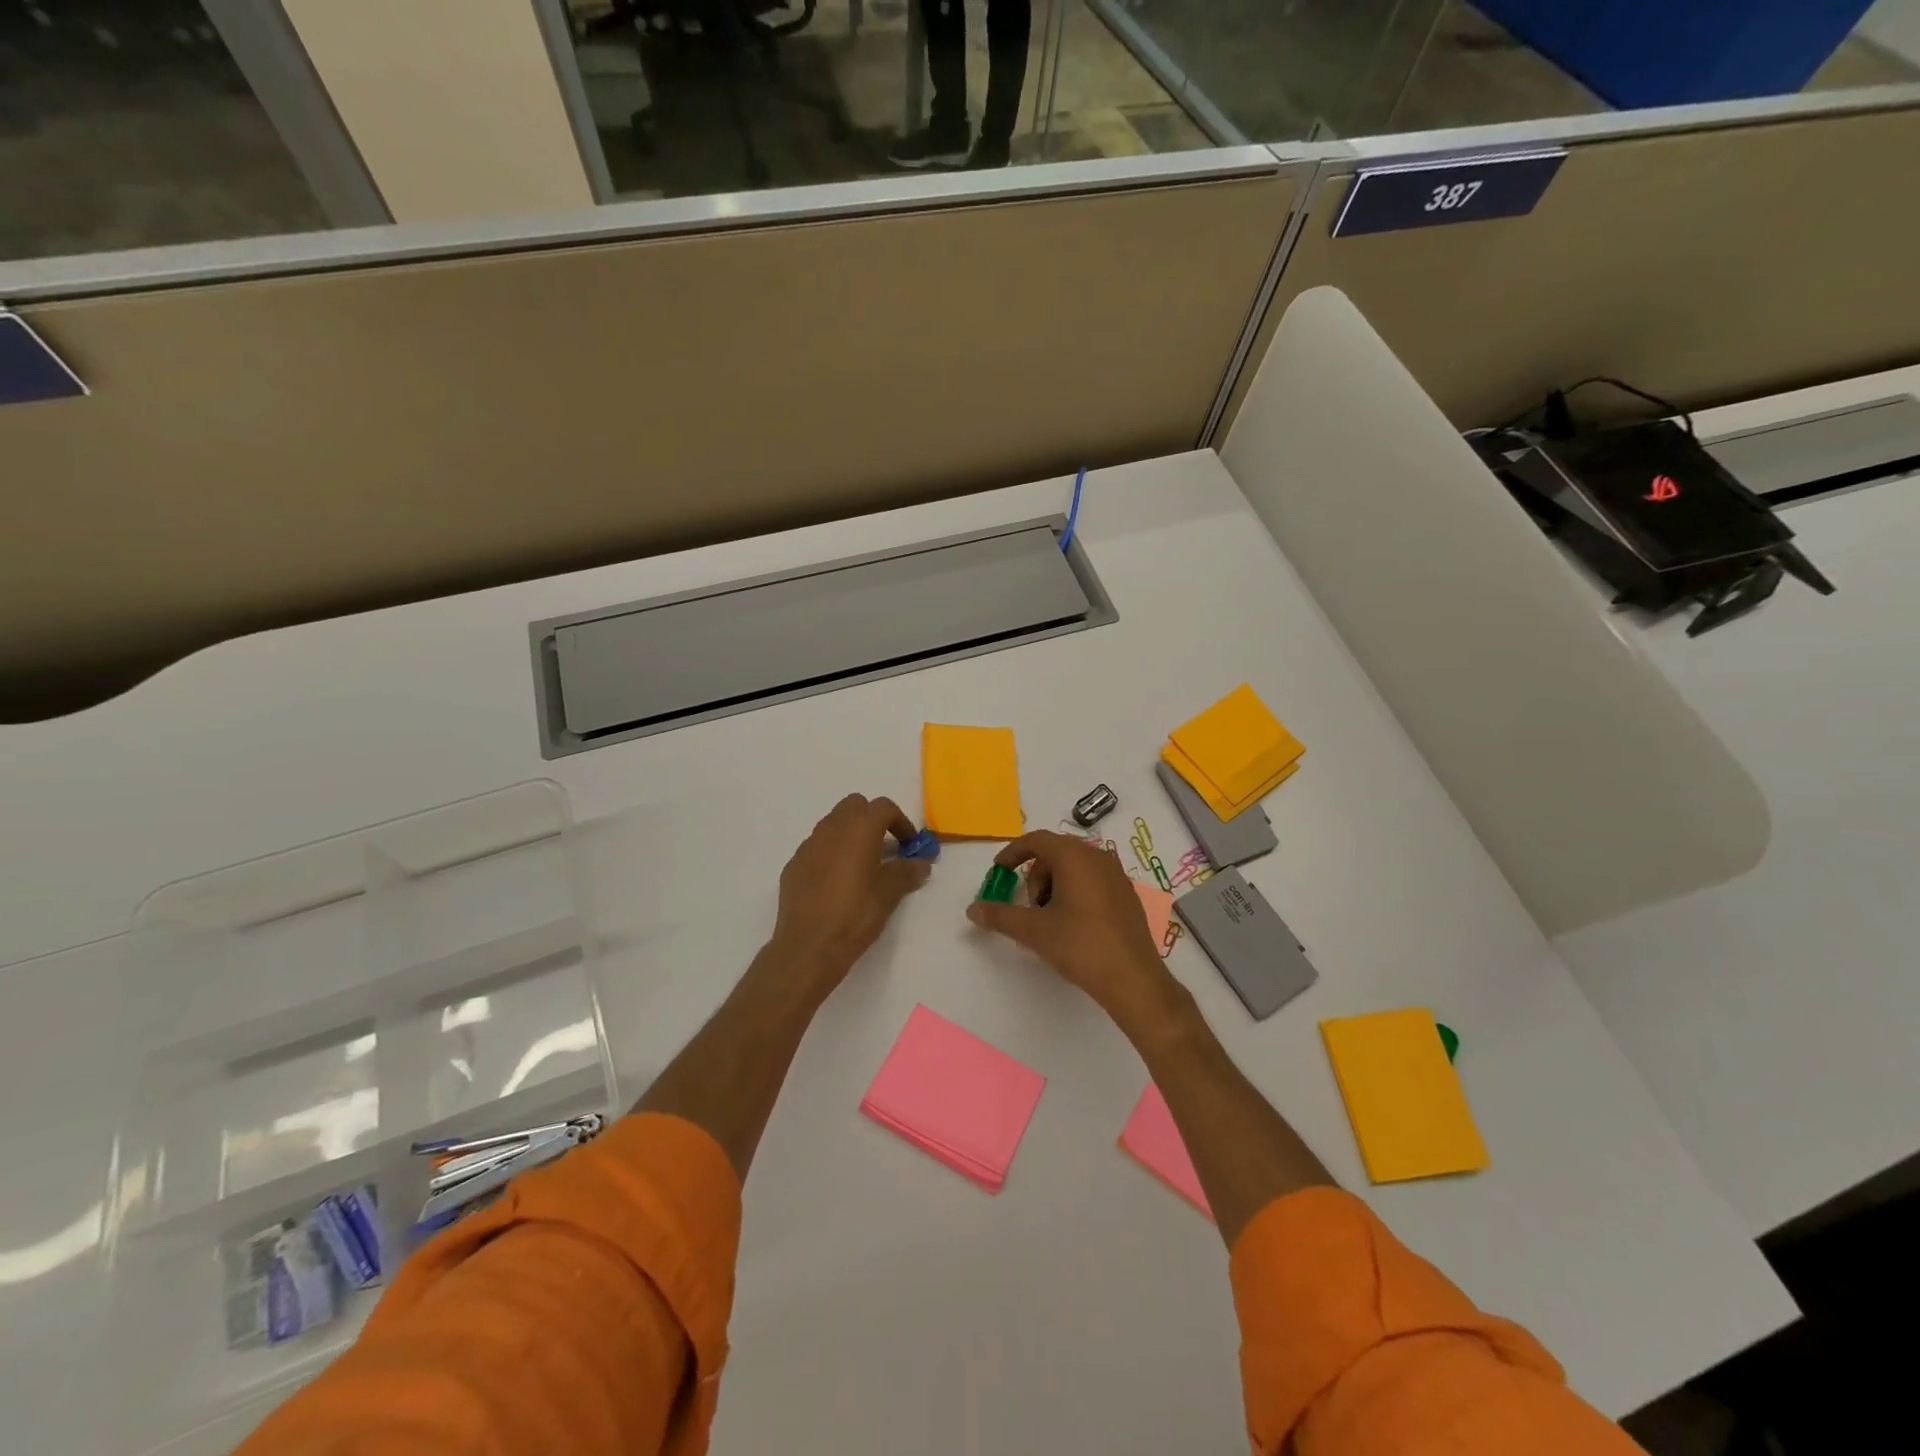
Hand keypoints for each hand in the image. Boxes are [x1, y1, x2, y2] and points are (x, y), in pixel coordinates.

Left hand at [769, 794, 931, 997]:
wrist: (808, 947)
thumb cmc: (855, 915)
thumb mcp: (889, 894)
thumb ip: (907, 872)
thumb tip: (921, 863)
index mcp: (858, 829)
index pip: (883, 807)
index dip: (901, 822)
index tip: (909, 845)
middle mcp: (830, 829)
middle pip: (854, 806)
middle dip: (872, 820)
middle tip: (886, 847)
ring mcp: (808, 846)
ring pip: (833, 824)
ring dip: (851, 835)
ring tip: (862, 866)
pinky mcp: (793, 865)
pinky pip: (817, 847)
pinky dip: (831, 853)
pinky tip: (837, 883)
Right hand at [966, 831, 1180, 1027]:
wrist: (1133, 978)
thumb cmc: (1080, 946)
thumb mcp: (1034, 931)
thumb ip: (1000, 916)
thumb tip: (972, 909)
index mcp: (1075, 857)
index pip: (1037, 839)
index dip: (1013, 852)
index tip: (999, 872)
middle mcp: (1098, 857)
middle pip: (1055, 852)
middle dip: (1035, 875)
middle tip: (1028, 906)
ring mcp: (1116, 875)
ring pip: (1075, 867)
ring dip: (1054, 885)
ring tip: (1049, 919)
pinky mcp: (1126, 894)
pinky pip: (1092, 880)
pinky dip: (1074, 892)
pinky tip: (1072, 924)